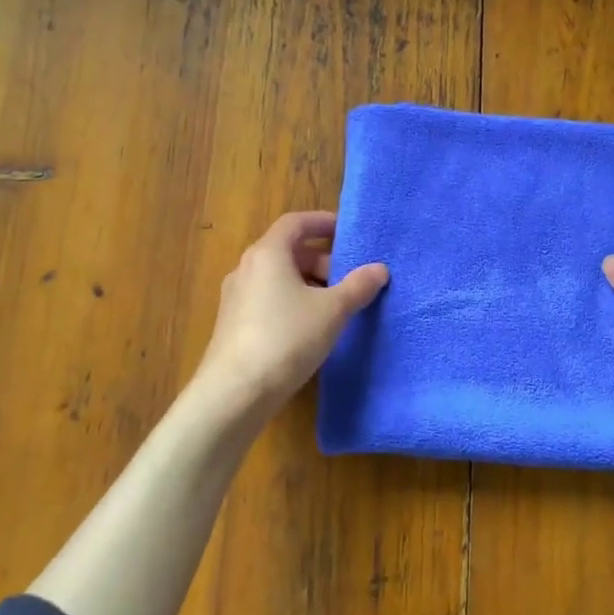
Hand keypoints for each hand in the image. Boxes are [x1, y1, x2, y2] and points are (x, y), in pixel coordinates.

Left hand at [191, 210, 388, 419]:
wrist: (235, 392)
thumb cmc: (286, 338)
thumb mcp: (332, 310)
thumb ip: (358, 286)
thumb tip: (379, 269)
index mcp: (267, 253)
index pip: (295, 222)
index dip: (322, 222)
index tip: (347, 231)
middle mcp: (247, 268)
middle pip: (288, 251)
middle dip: (322, 260)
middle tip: (349, 279)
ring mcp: (236, 298)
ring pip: (278, 278)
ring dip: (309, 283)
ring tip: (336, 306)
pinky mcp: (233, 325)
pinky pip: (268, 299)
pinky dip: (292, 302)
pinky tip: (311, 329)